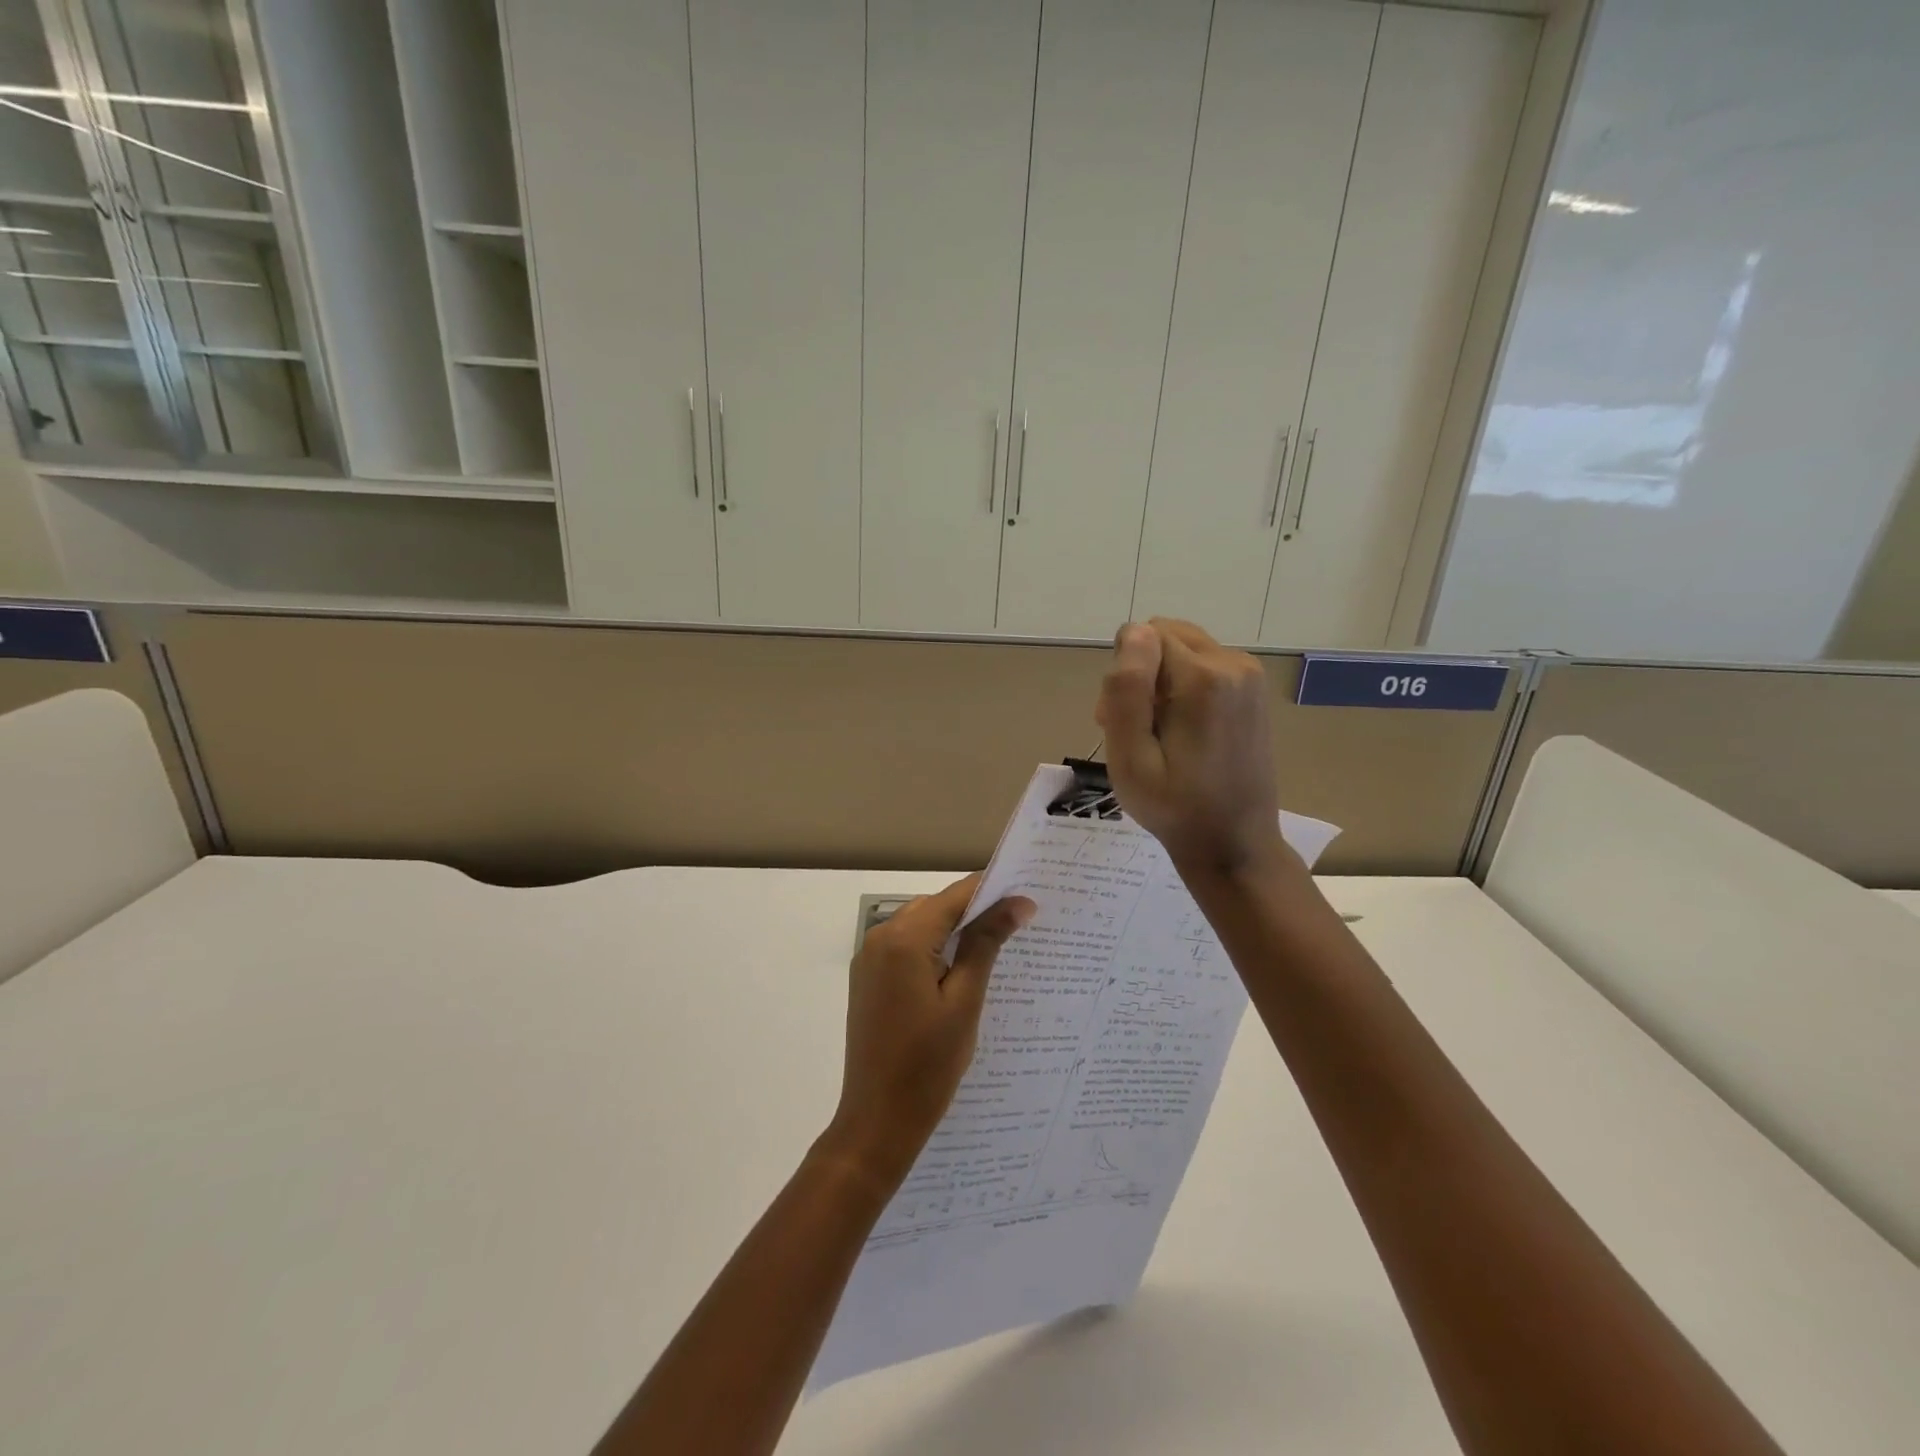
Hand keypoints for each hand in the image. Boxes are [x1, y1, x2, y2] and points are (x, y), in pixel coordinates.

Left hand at [824, 875, 1034, 1185]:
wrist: (877, 1121)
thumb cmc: (927, 1065)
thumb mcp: (965, 1001)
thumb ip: (986, 944)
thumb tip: (1017, 902)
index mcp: (902, 939)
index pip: (954, 896)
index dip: (991, 892)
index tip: (1029, 896)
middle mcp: (879, 938)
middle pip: (935, 907)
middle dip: (974, 911)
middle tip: (1018, 923)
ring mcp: (869, 959)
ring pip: (920, 925)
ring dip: (954, 931)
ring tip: (997, 946)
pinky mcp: (868, 980)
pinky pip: (906, 948)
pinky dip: (934, 949)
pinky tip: (961, 969)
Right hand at [1095, 618, 1288, 876]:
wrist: (1234, 843)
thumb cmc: (1174, 807)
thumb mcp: (1131, 758)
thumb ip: (1126, 691)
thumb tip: (1133, 632)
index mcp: (1203, 678)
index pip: (1142, 636)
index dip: (1122, 674)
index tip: (1119, 721)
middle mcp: (1233, 663)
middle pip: (1164, 635)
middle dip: (1140, 672)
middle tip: (1136, 729)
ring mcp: (1249, 674)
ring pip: (1182, 648)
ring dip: (1160, 680)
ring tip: (1158, 734)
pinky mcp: (1253, 688)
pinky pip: (1203, 664)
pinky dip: (1183, 687)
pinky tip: (1183, 731)